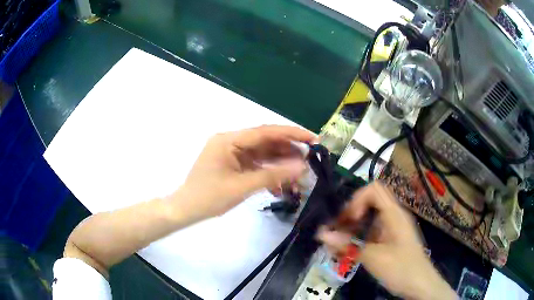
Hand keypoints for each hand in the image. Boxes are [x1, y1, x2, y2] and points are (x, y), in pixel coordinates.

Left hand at [172, 125, 314, 220]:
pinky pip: (255, 164)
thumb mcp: (242, 186)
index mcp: (229, 140)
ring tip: (299, 172)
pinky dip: (268, 172)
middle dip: (288, 150)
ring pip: (262, 154)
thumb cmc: (209, 197)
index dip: (291, 134)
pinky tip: (279, 185)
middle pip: (265, 141)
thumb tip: (301, 166)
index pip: (265, 132)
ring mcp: (231, 153)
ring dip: (279, 163)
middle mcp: (230, 142)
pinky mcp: (232, 165)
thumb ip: (273, 175)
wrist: (185, 210)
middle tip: (310, 158)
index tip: (312, 138)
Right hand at [317, 182, 456, 299]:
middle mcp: (393, 216)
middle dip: (350, 215)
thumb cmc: (401, 268)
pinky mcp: (390, 240)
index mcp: (393, 214)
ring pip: (369, 219)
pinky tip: (348, 251)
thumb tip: (321, 234)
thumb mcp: (374, 258)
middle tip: (335, 232)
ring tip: (336, 244)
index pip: (373, 190)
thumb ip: (348, 246)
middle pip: (369, 203)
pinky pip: (371, 232)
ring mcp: (392, 228)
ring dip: (352, 228)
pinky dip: (358, 238)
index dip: (357, 200)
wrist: (420, 284)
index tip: (348, 220)